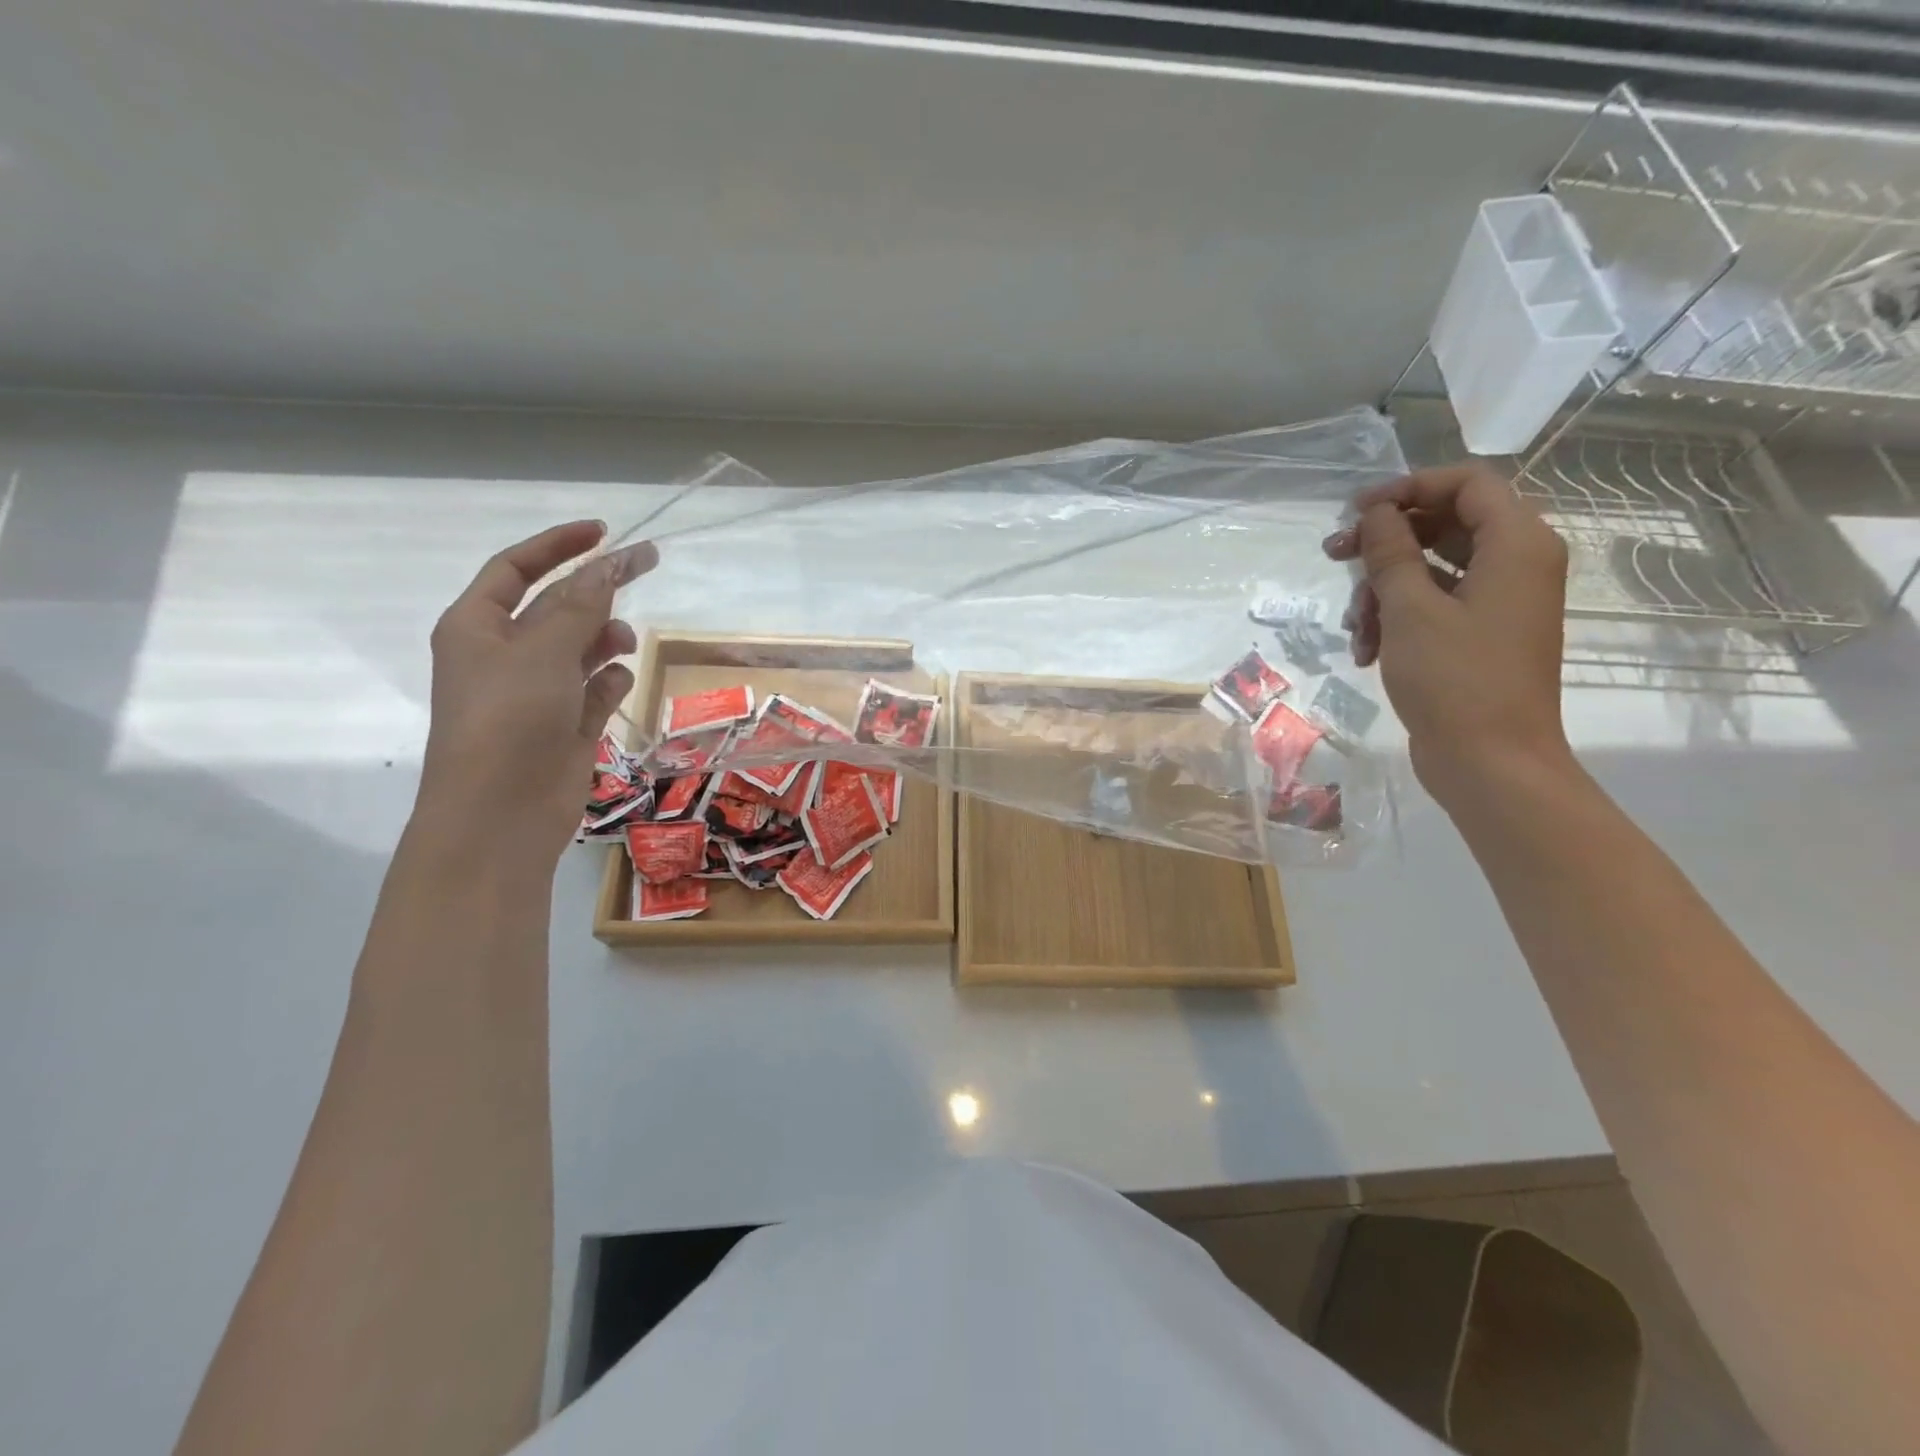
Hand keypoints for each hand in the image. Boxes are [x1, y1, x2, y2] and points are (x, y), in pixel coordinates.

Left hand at [415, 522, 658, 862]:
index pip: (516, 569)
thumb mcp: (543, 650)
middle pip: (556, 606)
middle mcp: (505, 655)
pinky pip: (593, 689)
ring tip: (625, 642)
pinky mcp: (565, 725)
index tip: (604, 532)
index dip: (557, 545)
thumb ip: (580, 605)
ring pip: (579, 647)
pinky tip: (619, 682)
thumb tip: (609, 565)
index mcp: (477, 627)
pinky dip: (609, 681)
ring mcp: (537, 693)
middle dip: (596, 588)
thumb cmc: (508, 719)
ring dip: (604, 637)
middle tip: (647, 564)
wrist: (500, 814)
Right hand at [1323, 464, 1571, 808]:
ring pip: (1432, 568)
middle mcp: (1516, 564)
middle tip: (1335, 555)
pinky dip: (1396, 619)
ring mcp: (1498, 602)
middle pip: (1445, 524)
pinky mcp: (1479, 635)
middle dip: (1386, 542)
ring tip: (1354, 626)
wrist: (1490, 762)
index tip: (1357, 511)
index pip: (1466, 484)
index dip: (1409, 488)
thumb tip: (1377, 513)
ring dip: (1383, 589)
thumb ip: (1391, 552)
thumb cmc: (1454, 679)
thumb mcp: (1409, 609)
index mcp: (1517, 544)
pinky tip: (1365, 650)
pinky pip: (1434, 605)